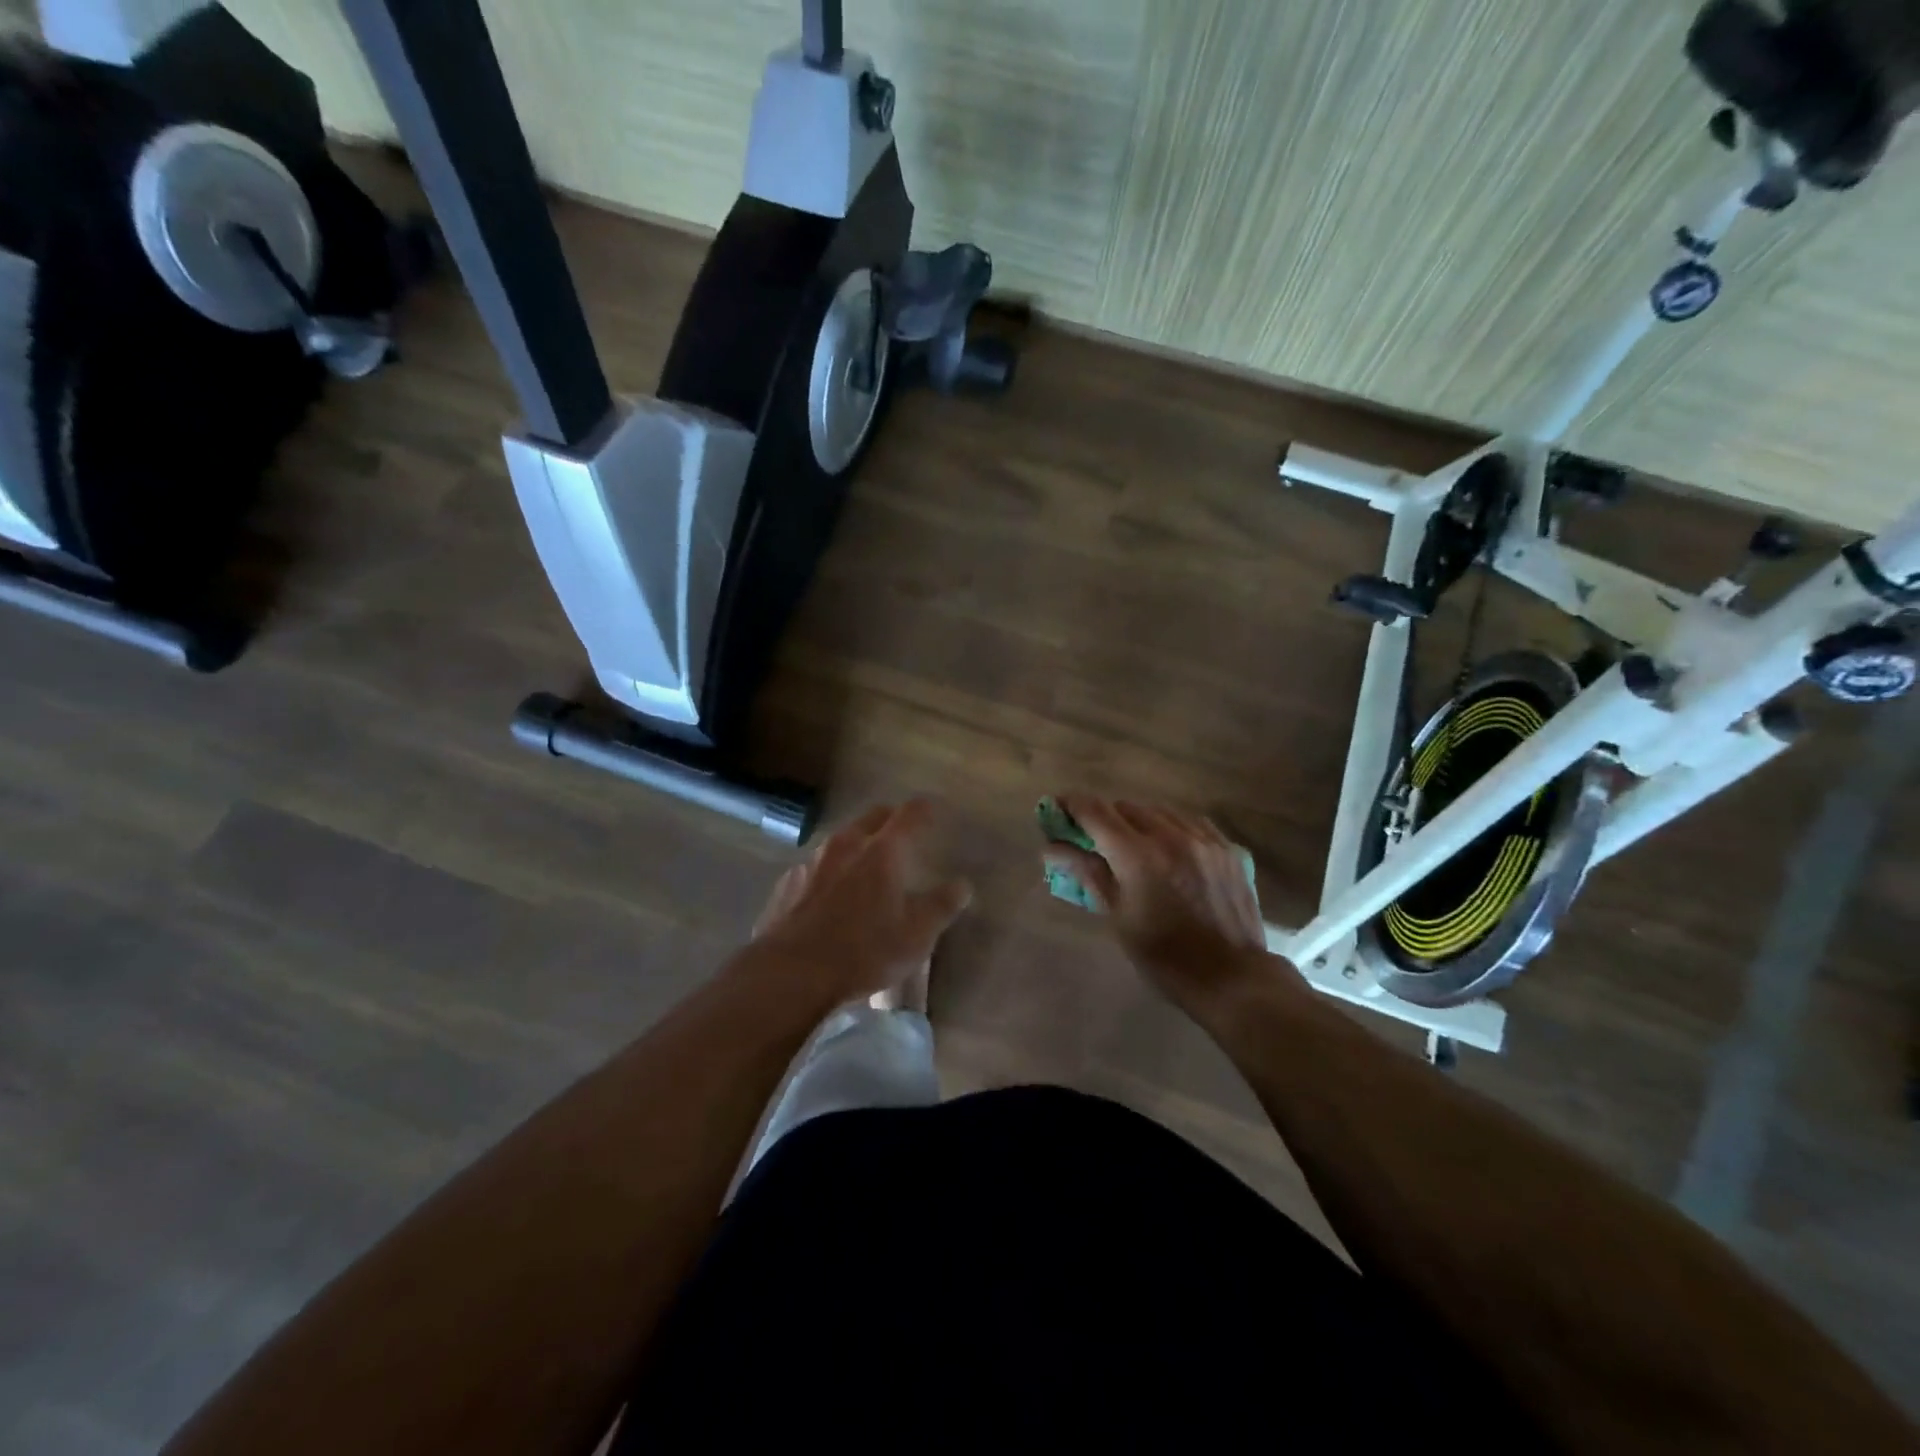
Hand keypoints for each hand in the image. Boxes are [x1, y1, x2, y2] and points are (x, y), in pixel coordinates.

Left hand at [749, 799, 972, 1006]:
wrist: (789, 974)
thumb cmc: (863, 952)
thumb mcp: (916, 936)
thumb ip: (941, 906)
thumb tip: (962, 885)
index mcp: (882, 851)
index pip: (911, 814)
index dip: (926, 809)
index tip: (935, 810)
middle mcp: (846, 845)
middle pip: (873, 816)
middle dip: (891, 820)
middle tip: (903, 835)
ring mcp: (812, 862)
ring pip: (841, 840)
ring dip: (858, 845)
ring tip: (866, 868)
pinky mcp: (788, 883)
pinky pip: (816, 867)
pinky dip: (830, 872)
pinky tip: (830, 897)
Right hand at [1044, 797, 1274, 1014]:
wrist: (1232, 978)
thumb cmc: (1164, 957)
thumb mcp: (1118, 917)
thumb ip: (1087, 873)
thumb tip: (1052, 849)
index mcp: (1138, 855)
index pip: (1095, 812)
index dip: (1072, 804)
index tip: (1057, 808)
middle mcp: (1171, 835)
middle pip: (1126, 807)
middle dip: (1104, 817)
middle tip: (1093, 838)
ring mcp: (1204, 839)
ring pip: (1159, 811)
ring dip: (1138, 820)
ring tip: (1132, 843)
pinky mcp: (1228, 848)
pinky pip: (1190, 822)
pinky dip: (1171, 827)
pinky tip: (1168, 846)